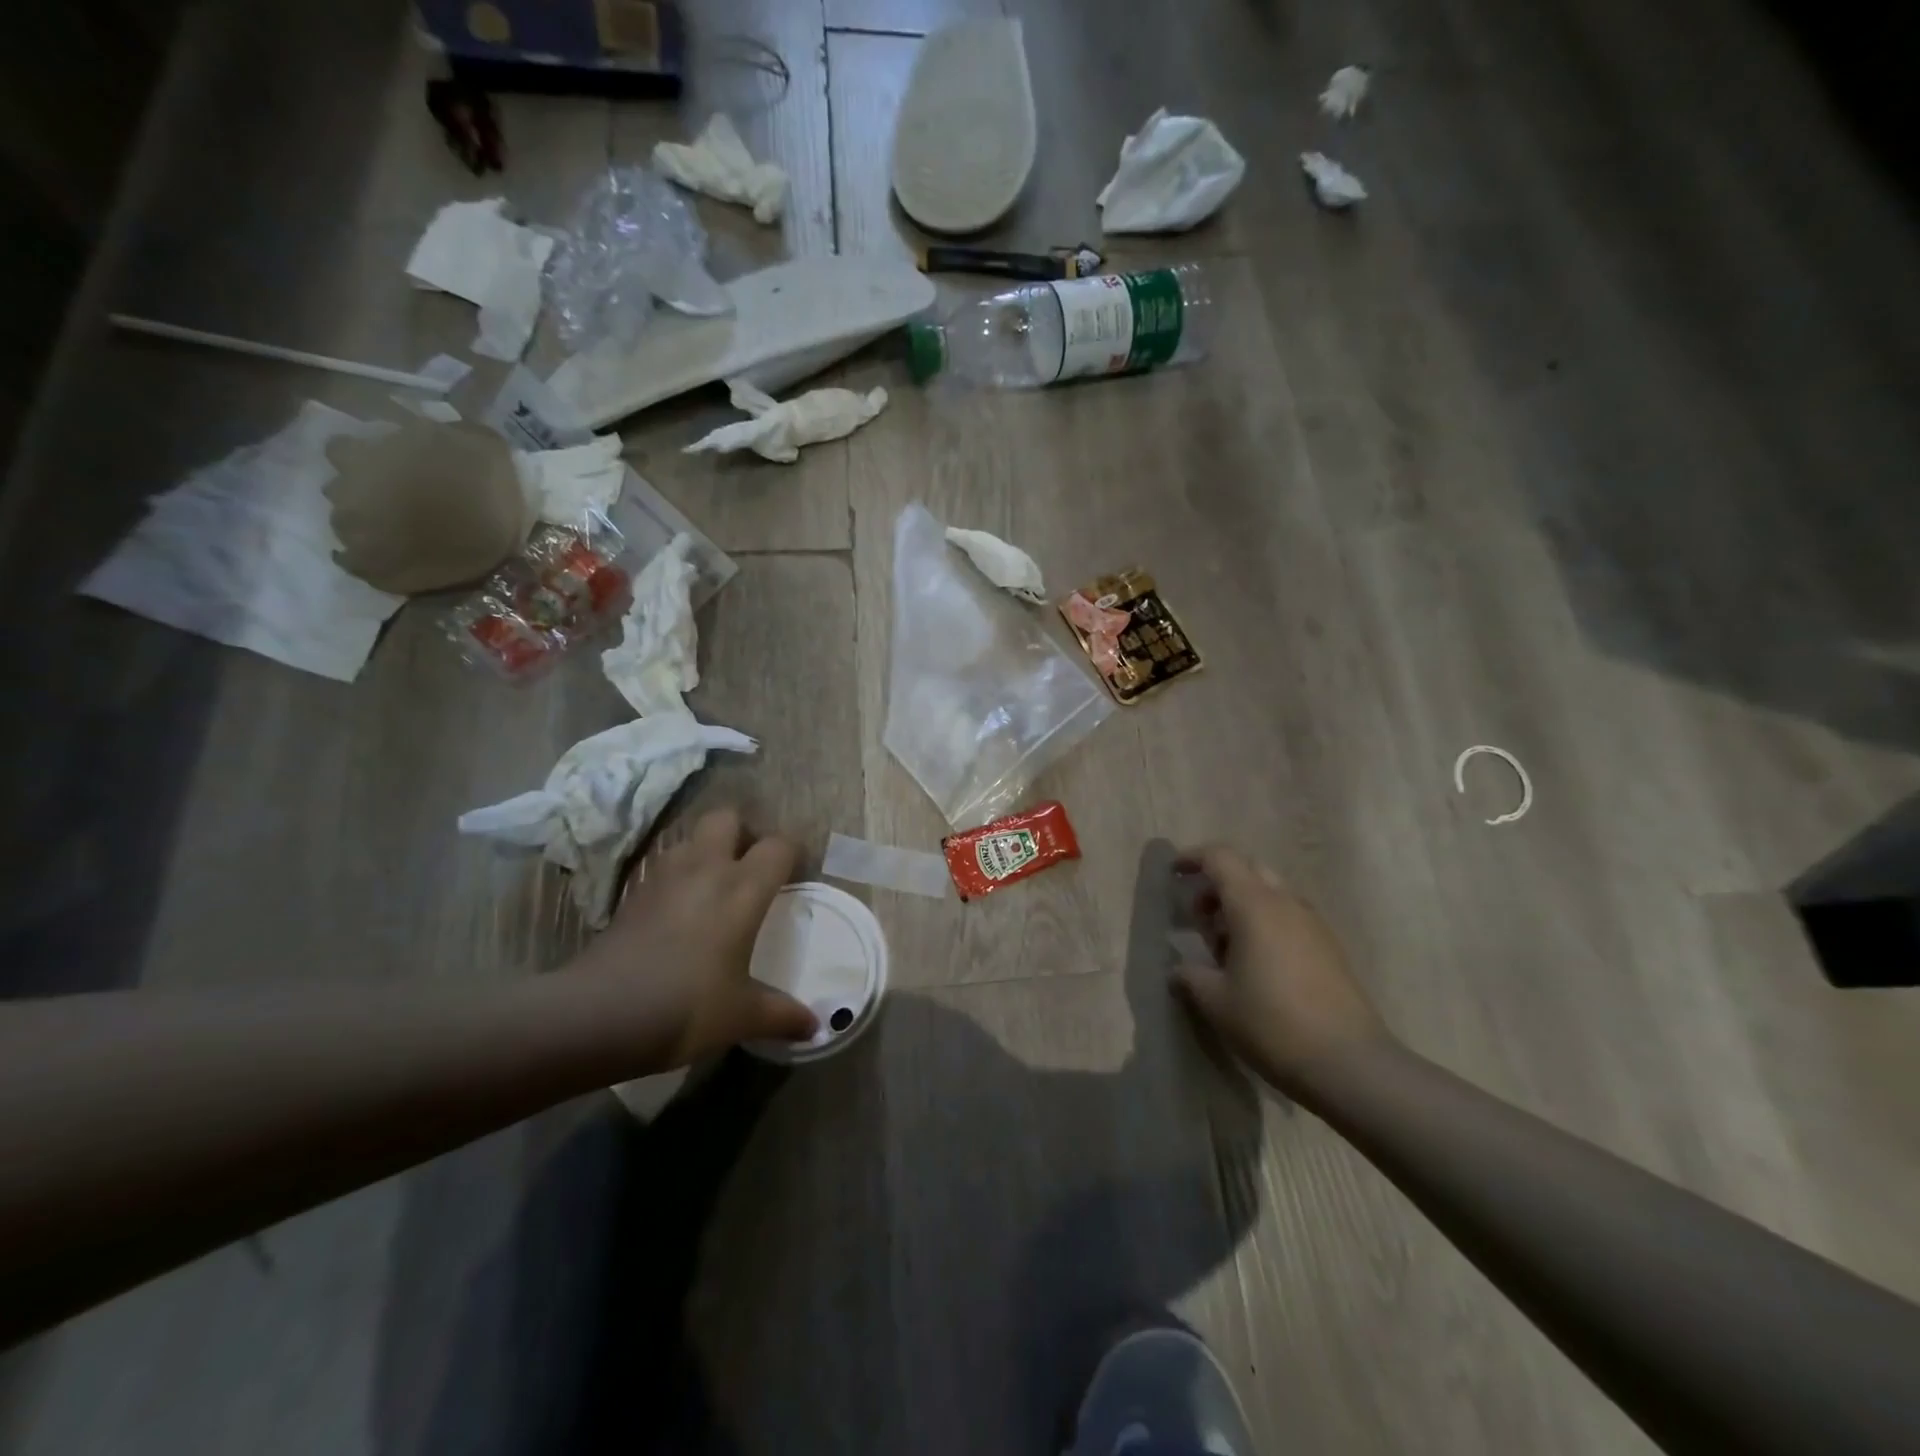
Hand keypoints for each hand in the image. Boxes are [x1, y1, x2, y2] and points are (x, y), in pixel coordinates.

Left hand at [570, 809, 816, 1071]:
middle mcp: (705, 868)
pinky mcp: (631, 894)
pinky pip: (662, 867)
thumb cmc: (686, 1006)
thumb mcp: (741, 1016)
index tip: (794, 877)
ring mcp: (663, 877)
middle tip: (749, 868)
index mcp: (742, 888)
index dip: (791, 855)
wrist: (598, 1015)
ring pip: (690, 838)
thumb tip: (813, 1027)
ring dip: (705, 852)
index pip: (778, 846)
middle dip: (742, 833)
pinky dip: (676, 877)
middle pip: (727, 818)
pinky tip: (678, 912)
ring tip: (713, 888)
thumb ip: (782, 1014)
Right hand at [1171, 845, 1390, 1093]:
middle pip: (1248, 870)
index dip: (1193, 858)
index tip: (1173, 874)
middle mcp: (1286, 904)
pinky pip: (1289, 917)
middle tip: (1200, 917)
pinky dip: (1265, 924)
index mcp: (1254, 905)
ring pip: (1271, 894)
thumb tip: (1178, 970)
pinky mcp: (1330, 948)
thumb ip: (1190, 977)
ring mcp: (1313, 925)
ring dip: (1242, 906)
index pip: (1220, 858)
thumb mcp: (1216, 1002)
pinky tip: (1257, 966)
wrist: (1350, 1064)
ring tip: (1226, 949)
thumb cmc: (1272, 1024)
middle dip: (1218, 884)